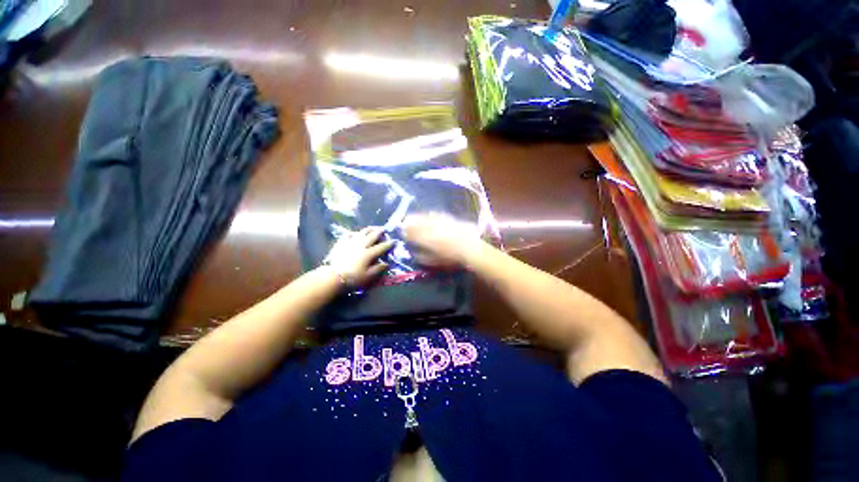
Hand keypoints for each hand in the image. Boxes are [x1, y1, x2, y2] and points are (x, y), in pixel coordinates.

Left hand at [324, 227, 394, 285]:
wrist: (332, 276)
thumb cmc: (352, 278)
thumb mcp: (368, 276)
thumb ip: (378, 269)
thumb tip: (386, 264)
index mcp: (369, 253)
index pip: (381, 247)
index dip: (388, 244)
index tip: (394, 240)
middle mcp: (361, 245)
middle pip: (372, 236)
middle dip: (379, 232)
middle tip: (384, 229)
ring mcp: (351, 242)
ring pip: (361, 232)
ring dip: (369, 229)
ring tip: (373, 227)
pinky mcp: (341, 243)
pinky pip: (349, 235)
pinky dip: (354, 233)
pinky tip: (356, 233)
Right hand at [403, 213, 483, 266]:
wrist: (471, 248)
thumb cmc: (451, 258)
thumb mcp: (434, 262)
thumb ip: (421, 257)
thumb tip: (413, 252)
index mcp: (426, 239)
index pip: (411, 233)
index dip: (405, 232)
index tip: (401, 231)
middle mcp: (430, 228)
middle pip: (416, 223)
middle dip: (408, 222)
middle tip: (403, 221)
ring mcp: (439, 222)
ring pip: (425, 217)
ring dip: (417, 217)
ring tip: (412, 216)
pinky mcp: (448, 219)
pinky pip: (436, 215)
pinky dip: (429, 215)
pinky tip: (428, 215)